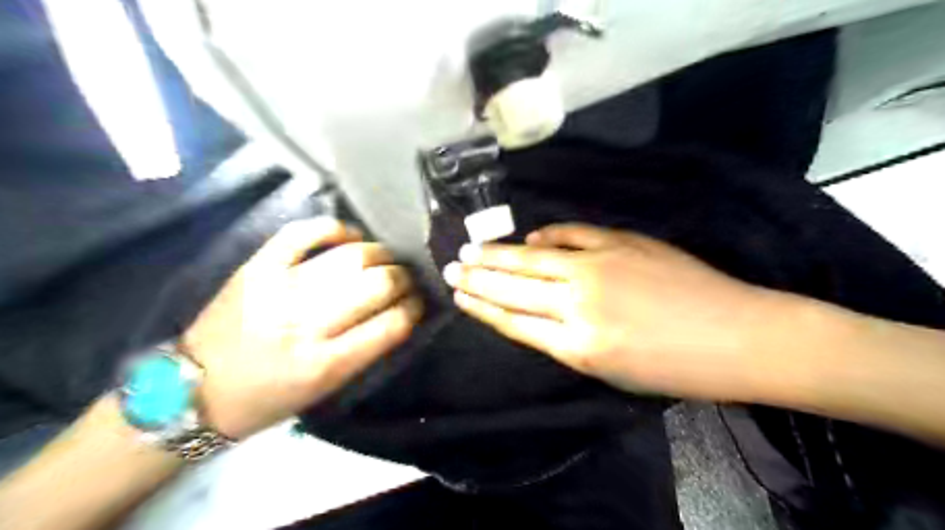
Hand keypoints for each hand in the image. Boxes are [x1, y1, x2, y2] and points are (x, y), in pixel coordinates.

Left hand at [183, 220, 423, 437]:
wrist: (194, 388)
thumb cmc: (268, 398)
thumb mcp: (326, 389)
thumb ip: (366, 349)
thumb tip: (401, 311)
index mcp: (324, 364)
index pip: (392, 324)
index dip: (414, 308)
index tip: (419, 302)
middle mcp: (305, 323)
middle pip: (377, 284)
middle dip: (403, 278)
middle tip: (406, 280)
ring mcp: (280, 289)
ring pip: (351, 256)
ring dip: (381, 255)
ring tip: (386, 260)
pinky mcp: (258, 266)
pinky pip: (303, 232)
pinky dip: (334, 229)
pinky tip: (351, 237)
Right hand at [443, 221, 790, 400]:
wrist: (737, 336)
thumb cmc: (674, 368)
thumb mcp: (610, 371)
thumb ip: (566, 340)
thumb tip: (535, 313)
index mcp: (576, 346)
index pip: (513, 321)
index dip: (482, 307)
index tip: (459, 296)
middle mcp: (579, 304)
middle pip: (514, 287)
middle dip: (477, 279)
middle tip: (449, 269)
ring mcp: (600, 267)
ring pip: (534, 258)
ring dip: (498, 255)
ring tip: (471, 250)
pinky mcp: (622, 243)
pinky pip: (572, 234)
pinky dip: (547, 234)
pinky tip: (530, 236)